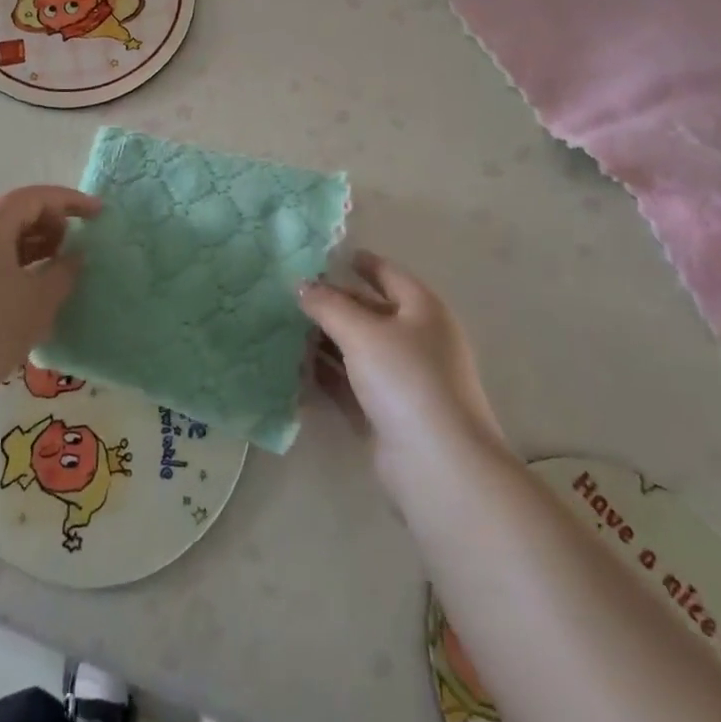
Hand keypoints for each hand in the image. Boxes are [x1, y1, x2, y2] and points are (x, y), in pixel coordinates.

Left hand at [0, 186, 101, 406]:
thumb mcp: (39, 300)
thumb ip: (64, 271)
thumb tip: (74, 256)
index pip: (35, 197)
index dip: (70, 201)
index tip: (98, 214)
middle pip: (16, 214)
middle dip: (51, 225)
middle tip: (74, 250)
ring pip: (1, 240)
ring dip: (34, 249)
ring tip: (56, 275)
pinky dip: (14, 267)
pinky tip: (27, 298)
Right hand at [299, 252, 503, 489]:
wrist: (437, 465)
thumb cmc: (406, 380)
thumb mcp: (362, 332)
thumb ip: (328, 305)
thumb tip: (301, 285)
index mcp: (423, 310)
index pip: (389, 275)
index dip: (362, 263)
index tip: (329, 256)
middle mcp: (416, 341)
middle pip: (370, 312)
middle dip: (333, 303)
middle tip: (291, 295)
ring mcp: (402, 380)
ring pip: (357, 350)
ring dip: (324, 340)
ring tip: (283, 328)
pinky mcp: (386, 414)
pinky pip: (350, 384)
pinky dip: (326, 375)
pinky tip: (293, 368)